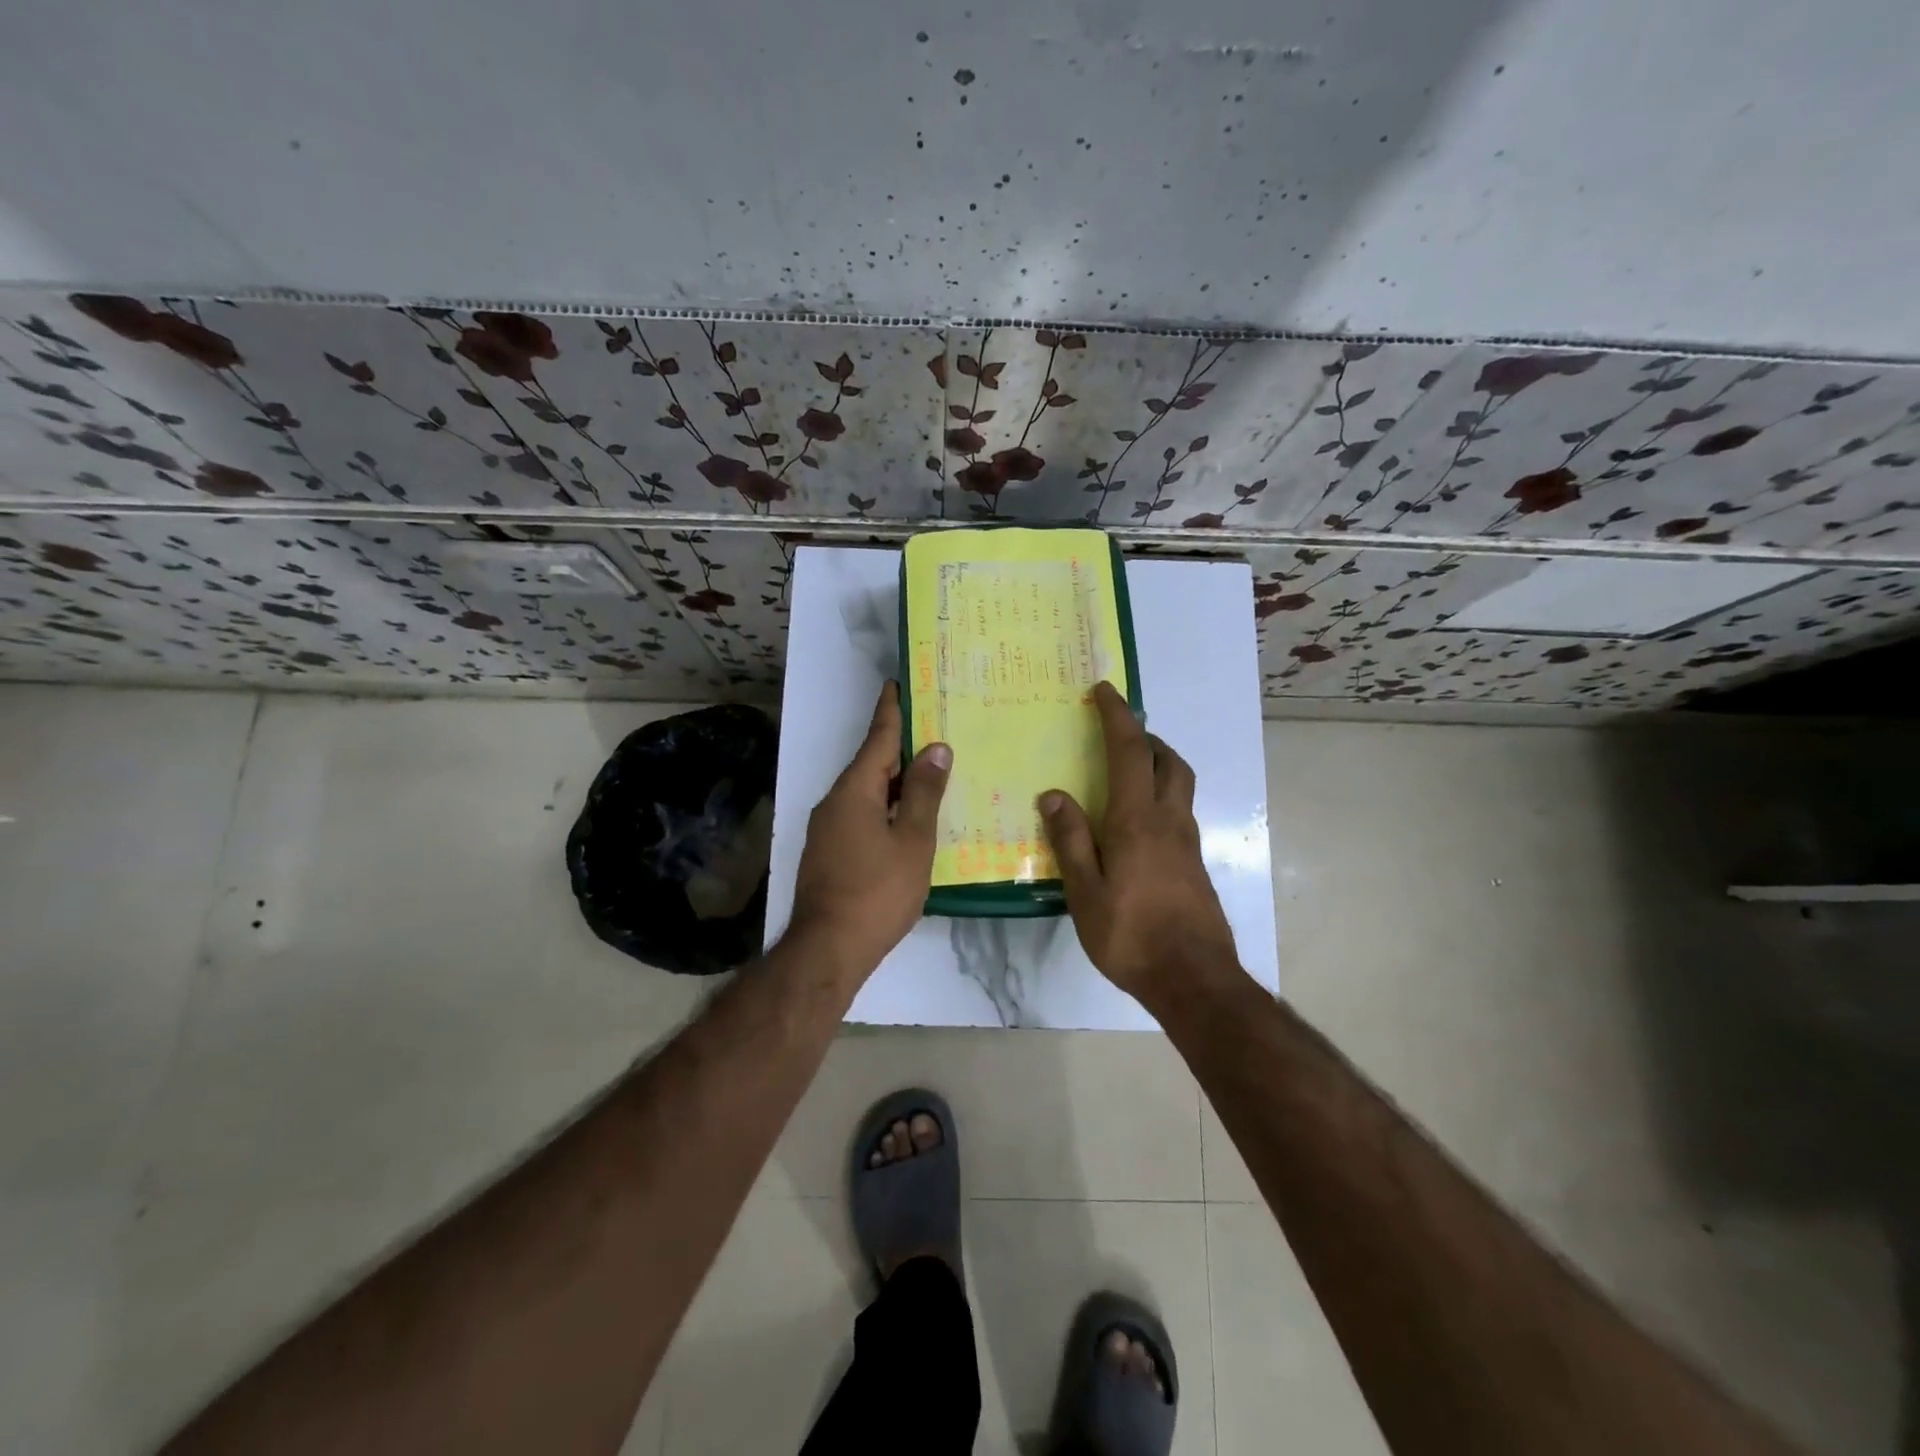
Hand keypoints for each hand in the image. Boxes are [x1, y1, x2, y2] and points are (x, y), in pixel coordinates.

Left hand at [788, 682, 951, 980]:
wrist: (828, 948)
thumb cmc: (877, 891)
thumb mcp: (912, 840)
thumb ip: (924, 793)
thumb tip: (935, 749)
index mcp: (855, 790)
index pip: (878, 739)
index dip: (890, 711)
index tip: (897, 684)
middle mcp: (834, 801)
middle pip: (871, 765)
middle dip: (899, 747)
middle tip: (931, 730)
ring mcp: (827, 829)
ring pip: (866, 792)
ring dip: (894, 781)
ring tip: (927, 773)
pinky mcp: (828, 852)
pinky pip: (860, 815)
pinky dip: (884, 807)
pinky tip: (906, 820)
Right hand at [1040, 681, 1239, 1005]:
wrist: (1194, 979)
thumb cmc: (1131, 935)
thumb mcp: (1085, 891)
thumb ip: (1071, 840)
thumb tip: (1054, 794)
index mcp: (1137, 820)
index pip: (1130, 752)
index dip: (1117, 716)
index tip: (1104, 691)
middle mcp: (1169, 821)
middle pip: (1169, 761)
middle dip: (1146, 736)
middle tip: (1119, 733)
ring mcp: (1187, 842)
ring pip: (1180, 785)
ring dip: (1158, 763)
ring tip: (1127, 771)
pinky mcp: (1194, 864)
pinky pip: (1179, 811)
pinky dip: (1161, 795)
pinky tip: (1138, 824)